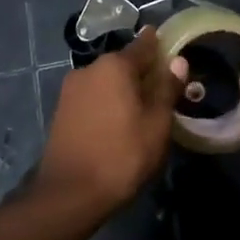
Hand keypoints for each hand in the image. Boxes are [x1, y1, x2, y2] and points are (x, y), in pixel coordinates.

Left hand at [35, 28, 178, 219]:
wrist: (69, 194)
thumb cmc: (122, 156)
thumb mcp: (156, 124)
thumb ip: (167, 89)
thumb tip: (178, 61)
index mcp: (115, 66)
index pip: (143, 45)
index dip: (160, 45)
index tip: (171, 46)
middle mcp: (90, 68)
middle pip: (123, 63)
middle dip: (142, 71)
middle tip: (162, 88)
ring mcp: (71, 89)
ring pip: (106, 80)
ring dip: (123, 88)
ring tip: (141, 108)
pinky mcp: (62, 110)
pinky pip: (93, 96)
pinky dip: (107, 101)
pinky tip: (117, 121)